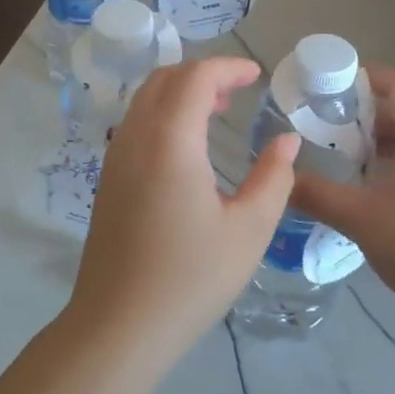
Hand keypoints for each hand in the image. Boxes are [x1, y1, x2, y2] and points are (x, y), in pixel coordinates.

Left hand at [65, 58, 298, 365]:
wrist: (118, 326)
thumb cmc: (191, 278)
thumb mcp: (249, 229)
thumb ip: (274, 177)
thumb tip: (286, 141)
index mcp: (170, 140)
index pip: (196, 77)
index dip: (228, 67)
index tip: (257, 75)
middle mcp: (135, 137)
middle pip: (165, 78)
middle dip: (203, 73)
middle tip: (239, 91)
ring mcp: (115, 157)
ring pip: (145, 99)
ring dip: (181, 93)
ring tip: (218, 112)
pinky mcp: (108, 179)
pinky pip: (136, 124)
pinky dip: (163, 114)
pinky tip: (188, 147)